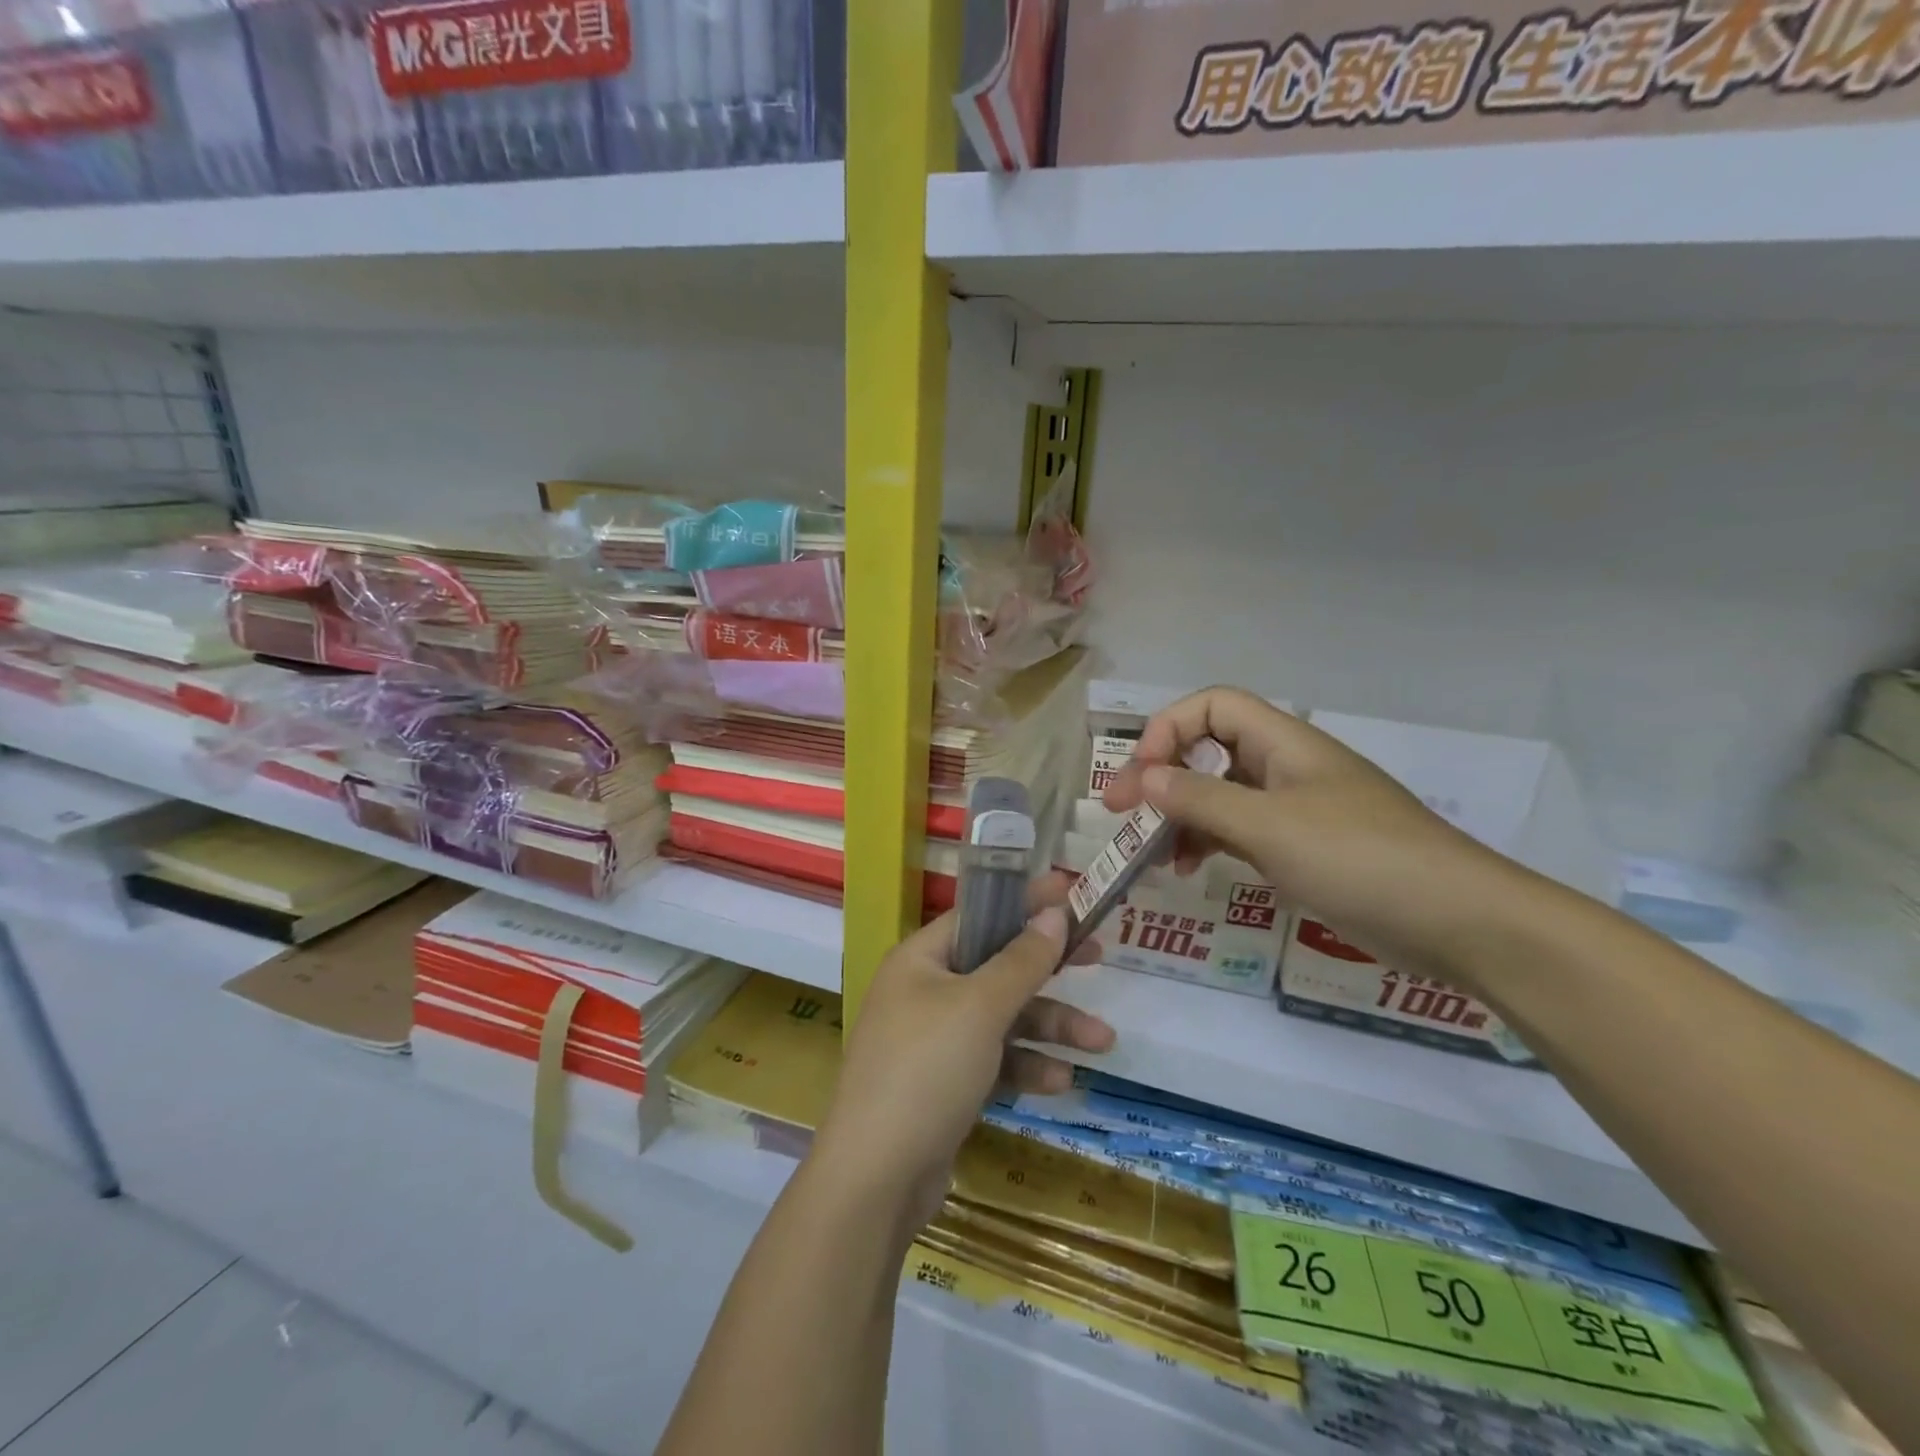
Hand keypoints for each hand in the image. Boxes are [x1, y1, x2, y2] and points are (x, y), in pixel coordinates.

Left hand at [808, 873, 1114, 1229]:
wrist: (876, 1180)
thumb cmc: (926, 1070)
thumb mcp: (981, 1008)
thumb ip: (1021, 960)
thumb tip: (1054, 912)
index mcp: (920, 960)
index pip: (978, 915)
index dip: (1024, 902)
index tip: (1071, 894)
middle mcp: (924, 992)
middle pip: (996, 967)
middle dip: (1048, 970)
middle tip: (1098, 957)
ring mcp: (933, 1041)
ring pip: (1003, 1019)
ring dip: (1050, 1027)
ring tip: (1104, 1041)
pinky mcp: (945, 1085)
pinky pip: (994, 1061)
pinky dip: (1025, 1066)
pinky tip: (1060, 1082)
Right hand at [1104, 687, 1527, 986]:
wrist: (1458, 921)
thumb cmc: (1359, 859)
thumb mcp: (1269, 827)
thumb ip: (1200, 800)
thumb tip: (1141, 778)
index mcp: (1284, 743)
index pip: (1212, 707)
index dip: (1168, 729)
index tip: (1139, 775)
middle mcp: (1286, 767)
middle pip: (1209, 749)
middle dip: (1161, 776)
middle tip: (1122, 813)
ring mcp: (1295, 809)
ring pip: (1220, 794)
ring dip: (1180, 814)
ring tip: (1153, 853)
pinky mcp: (1303, 847)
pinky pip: (1240, 831)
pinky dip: (1209, 843)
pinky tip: (1191, 870)